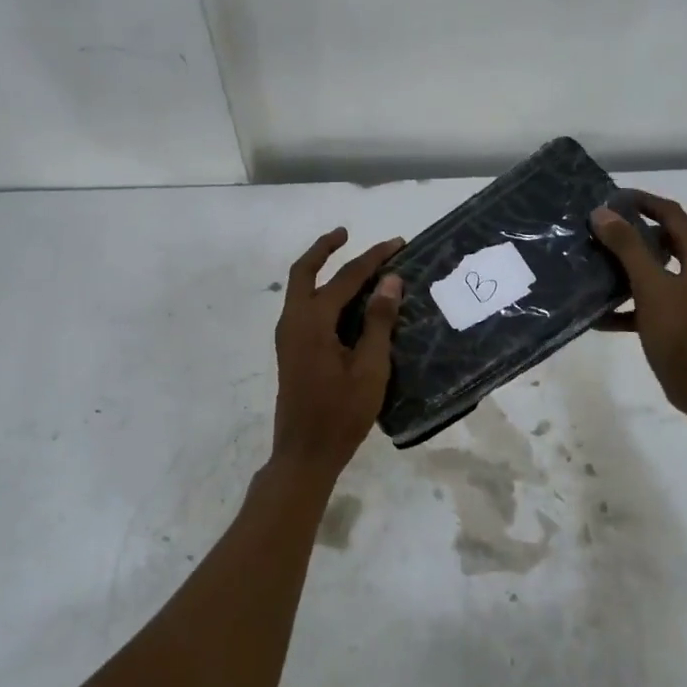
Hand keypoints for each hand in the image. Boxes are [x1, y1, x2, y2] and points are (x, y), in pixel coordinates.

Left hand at [270, 227, 404, 480]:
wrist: (305, 453)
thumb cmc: (341, 413)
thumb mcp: (370, 368)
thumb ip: (378, 321)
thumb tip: (390, 280)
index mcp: (311, 321)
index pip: (345, 278)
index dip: (373, 259)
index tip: (398, 244)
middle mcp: (293, 321)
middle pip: (304, 271)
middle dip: (325, 248)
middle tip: (347, 233)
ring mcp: (288, 337)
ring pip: (300, 289)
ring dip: (320, 269)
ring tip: (348, 260)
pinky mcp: (291, 350)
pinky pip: (303, 307)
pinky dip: (319, 292)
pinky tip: (342, 301)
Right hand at [590, 191, 686, 414]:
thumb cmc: (682, 334)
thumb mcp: (651, 287)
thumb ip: (628, 248)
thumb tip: (603, 213)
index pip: (671, 213)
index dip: (641, 201)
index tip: (609, 198)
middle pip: (664, 240)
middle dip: (630, 235)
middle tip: (596, 232)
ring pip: (657, 272)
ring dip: (627, 269)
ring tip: (594, 267)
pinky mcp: (686, 320)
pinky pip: (655, 301)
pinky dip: (632, 304)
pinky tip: (601, 316)